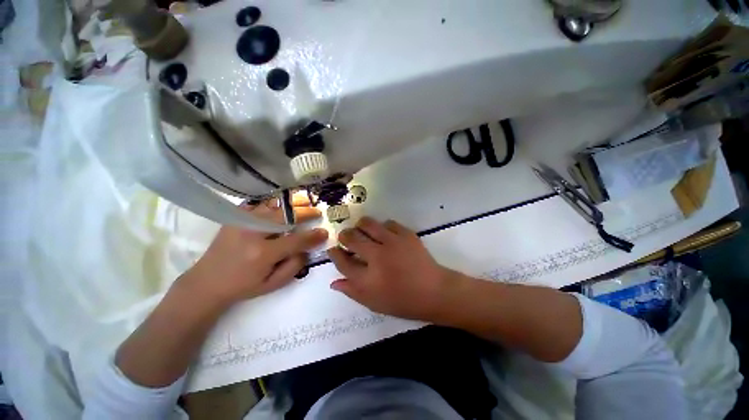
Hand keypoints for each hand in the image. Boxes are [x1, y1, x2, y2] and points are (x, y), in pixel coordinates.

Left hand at [179, 195, 327, 306]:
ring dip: (291, 203)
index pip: (296, 240)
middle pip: (285, 216)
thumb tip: (307, 248)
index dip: (313, 236)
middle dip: (305, 212)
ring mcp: (241, 222)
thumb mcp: (273, 284)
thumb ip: (295, 265)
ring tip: (304, 201)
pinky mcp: (235, 218)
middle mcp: (252, 233)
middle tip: (317, 212)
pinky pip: (258, 204)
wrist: (206, 282)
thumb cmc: (243, 286)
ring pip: (273, 205)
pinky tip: (282, 203)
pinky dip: (273, 202)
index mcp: (263, 254)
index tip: (324, 232)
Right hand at [328, 217, 457, 320]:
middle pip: (352, 238)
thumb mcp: (374, 303)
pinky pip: (388, 223)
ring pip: (368, 224)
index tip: (333, 249)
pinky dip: (383, 227)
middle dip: (344, 236)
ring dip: (361, 225)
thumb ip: (352, 292)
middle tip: (346, 236)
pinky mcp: (406, 234)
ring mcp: (392, 243)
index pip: (343, 262)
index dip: (335, 254)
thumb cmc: (403, 301)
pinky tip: (384, 233)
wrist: (434, 291)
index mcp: (367, 279)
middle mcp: (377, 257)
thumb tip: (334, 282)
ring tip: (362, 229)